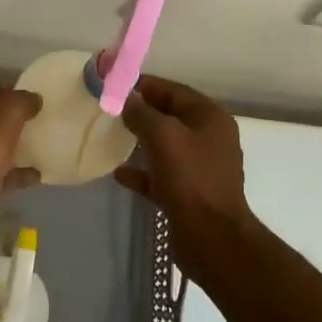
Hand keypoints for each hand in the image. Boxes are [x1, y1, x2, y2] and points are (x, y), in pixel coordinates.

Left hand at [0, 79, 41, 233]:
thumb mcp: (8, 111)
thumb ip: (24, 100)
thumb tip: (35, 99)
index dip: (9, 89)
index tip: (32, 99)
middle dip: (12, 119)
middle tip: (39, 122)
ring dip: (14, 146)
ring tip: (42, 146)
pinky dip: (16, 174)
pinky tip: (38, 175)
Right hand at [114, 75, 254, 275]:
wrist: (211, 237)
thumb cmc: (190, 179)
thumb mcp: (163, 136)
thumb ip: (142, 113)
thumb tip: (127, 98)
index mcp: (210, 118)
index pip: (175, 91)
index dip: (146, 85)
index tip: (116, 85)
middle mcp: (209, 139)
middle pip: (171, 117)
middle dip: (142, 113)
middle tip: (111, 110)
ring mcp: (200, 168)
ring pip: (166, 146)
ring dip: (141, 141)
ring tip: (113, 137)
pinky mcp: (189, 193)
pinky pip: (162, 175)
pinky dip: (143, 172)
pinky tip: (119, 173)